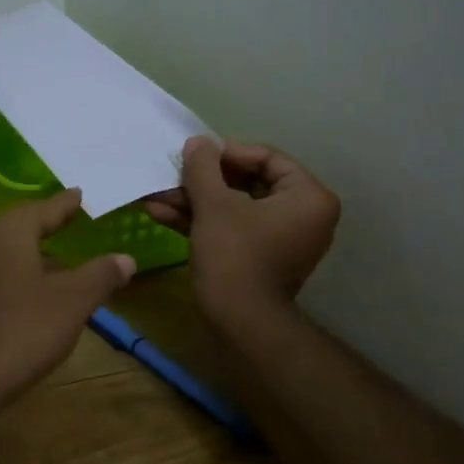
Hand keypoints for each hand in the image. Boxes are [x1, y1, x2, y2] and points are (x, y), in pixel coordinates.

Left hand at [0, 189, 136, 410]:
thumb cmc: (20, 331)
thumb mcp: (72, 302)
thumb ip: (100, 275)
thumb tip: (125, 257)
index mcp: (8, 231)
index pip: (44, 208)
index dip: (66, 204)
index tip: (81, 193)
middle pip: (20, 224)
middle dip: (47, 224)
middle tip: (72, 220)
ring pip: (6, 249)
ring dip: (33, 251)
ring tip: (61, 259)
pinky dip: (18, 272)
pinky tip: (34, 291)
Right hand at [143, 137, 339, 324]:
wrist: (240, 321)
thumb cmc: (235, 255)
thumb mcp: (214, 205)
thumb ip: (203, 167)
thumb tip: (197, 142)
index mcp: (308, 197)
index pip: (267, 158)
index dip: (226, 153)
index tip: (194, 155)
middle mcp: (302, 215)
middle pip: (247, 182)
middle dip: (202, 181)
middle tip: (172, 174)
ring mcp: (280, 238)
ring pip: (233, 207)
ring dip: (193, 200)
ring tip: (155, 195)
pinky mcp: (259, 257)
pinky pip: (231, 227)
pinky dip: (200, 220)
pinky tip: (160, 214)